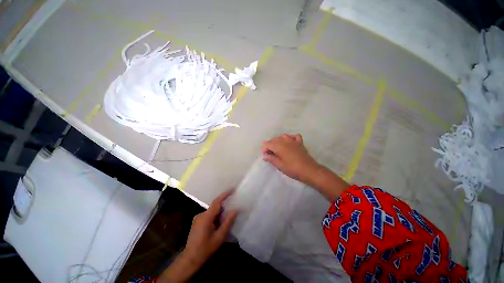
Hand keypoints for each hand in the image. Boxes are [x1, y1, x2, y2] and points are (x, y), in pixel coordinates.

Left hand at [183, 190, 237, 266]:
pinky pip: (208, 215)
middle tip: (232, 212)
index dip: (225, 195)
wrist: (190, 259)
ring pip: (212, 212)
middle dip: (224, 208)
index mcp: (206, 217)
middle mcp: (201, 214)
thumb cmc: (205, 249)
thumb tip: (235, 210)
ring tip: (225, 222)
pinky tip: (217, 226)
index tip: (232, 189)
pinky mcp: (197, 222)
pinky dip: (215, 218)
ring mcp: (198, 218)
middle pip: (215, 207)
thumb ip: (228, 222)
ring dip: (219, 214)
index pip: (217, 202)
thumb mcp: (219, 237)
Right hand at [261, 133, 320, 183]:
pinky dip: (290, 138)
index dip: (264, 149)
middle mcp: (285, 141)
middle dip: (270, 145)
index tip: (265, 156)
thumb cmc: (292, 169)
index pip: (267, 143)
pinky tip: (289, 142)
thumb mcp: (280, 165)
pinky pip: (294, 136)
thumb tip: (265, 156)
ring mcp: (293, 141)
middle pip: (274, 139)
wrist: (309, 170)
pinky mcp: (299, 143)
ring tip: (278, 149)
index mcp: (279, 146)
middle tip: (270, 155)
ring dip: (278, 141)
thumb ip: (271, 159)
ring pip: (282, 136)